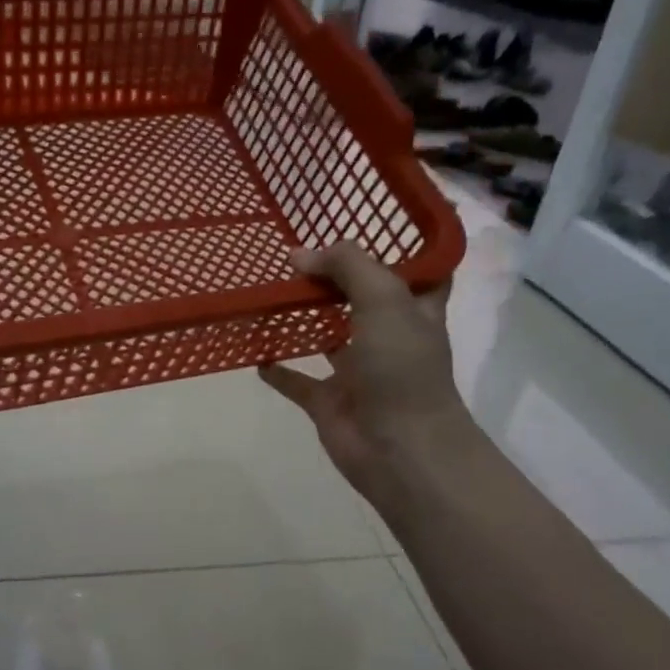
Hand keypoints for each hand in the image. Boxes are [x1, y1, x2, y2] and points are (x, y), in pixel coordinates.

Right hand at [259, 244, 474, 523]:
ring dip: (303, 319)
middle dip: (336, 278)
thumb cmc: (402, 368)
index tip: (366, 222)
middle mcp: (387, 337)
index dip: (398, 246)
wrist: (399, 448)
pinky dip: (277, 370)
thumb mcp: (384, 299)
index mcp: (414, 310)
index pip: (415, 270)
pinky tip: (254, 352)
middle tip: (296, 251)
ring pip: (327, 337)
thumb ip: (346, 266)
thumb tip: (299, 255)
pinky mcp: (328, 401)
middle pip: (361, 299)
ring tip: (271, 290)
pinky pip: (297, 381)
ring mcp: (357, 371)